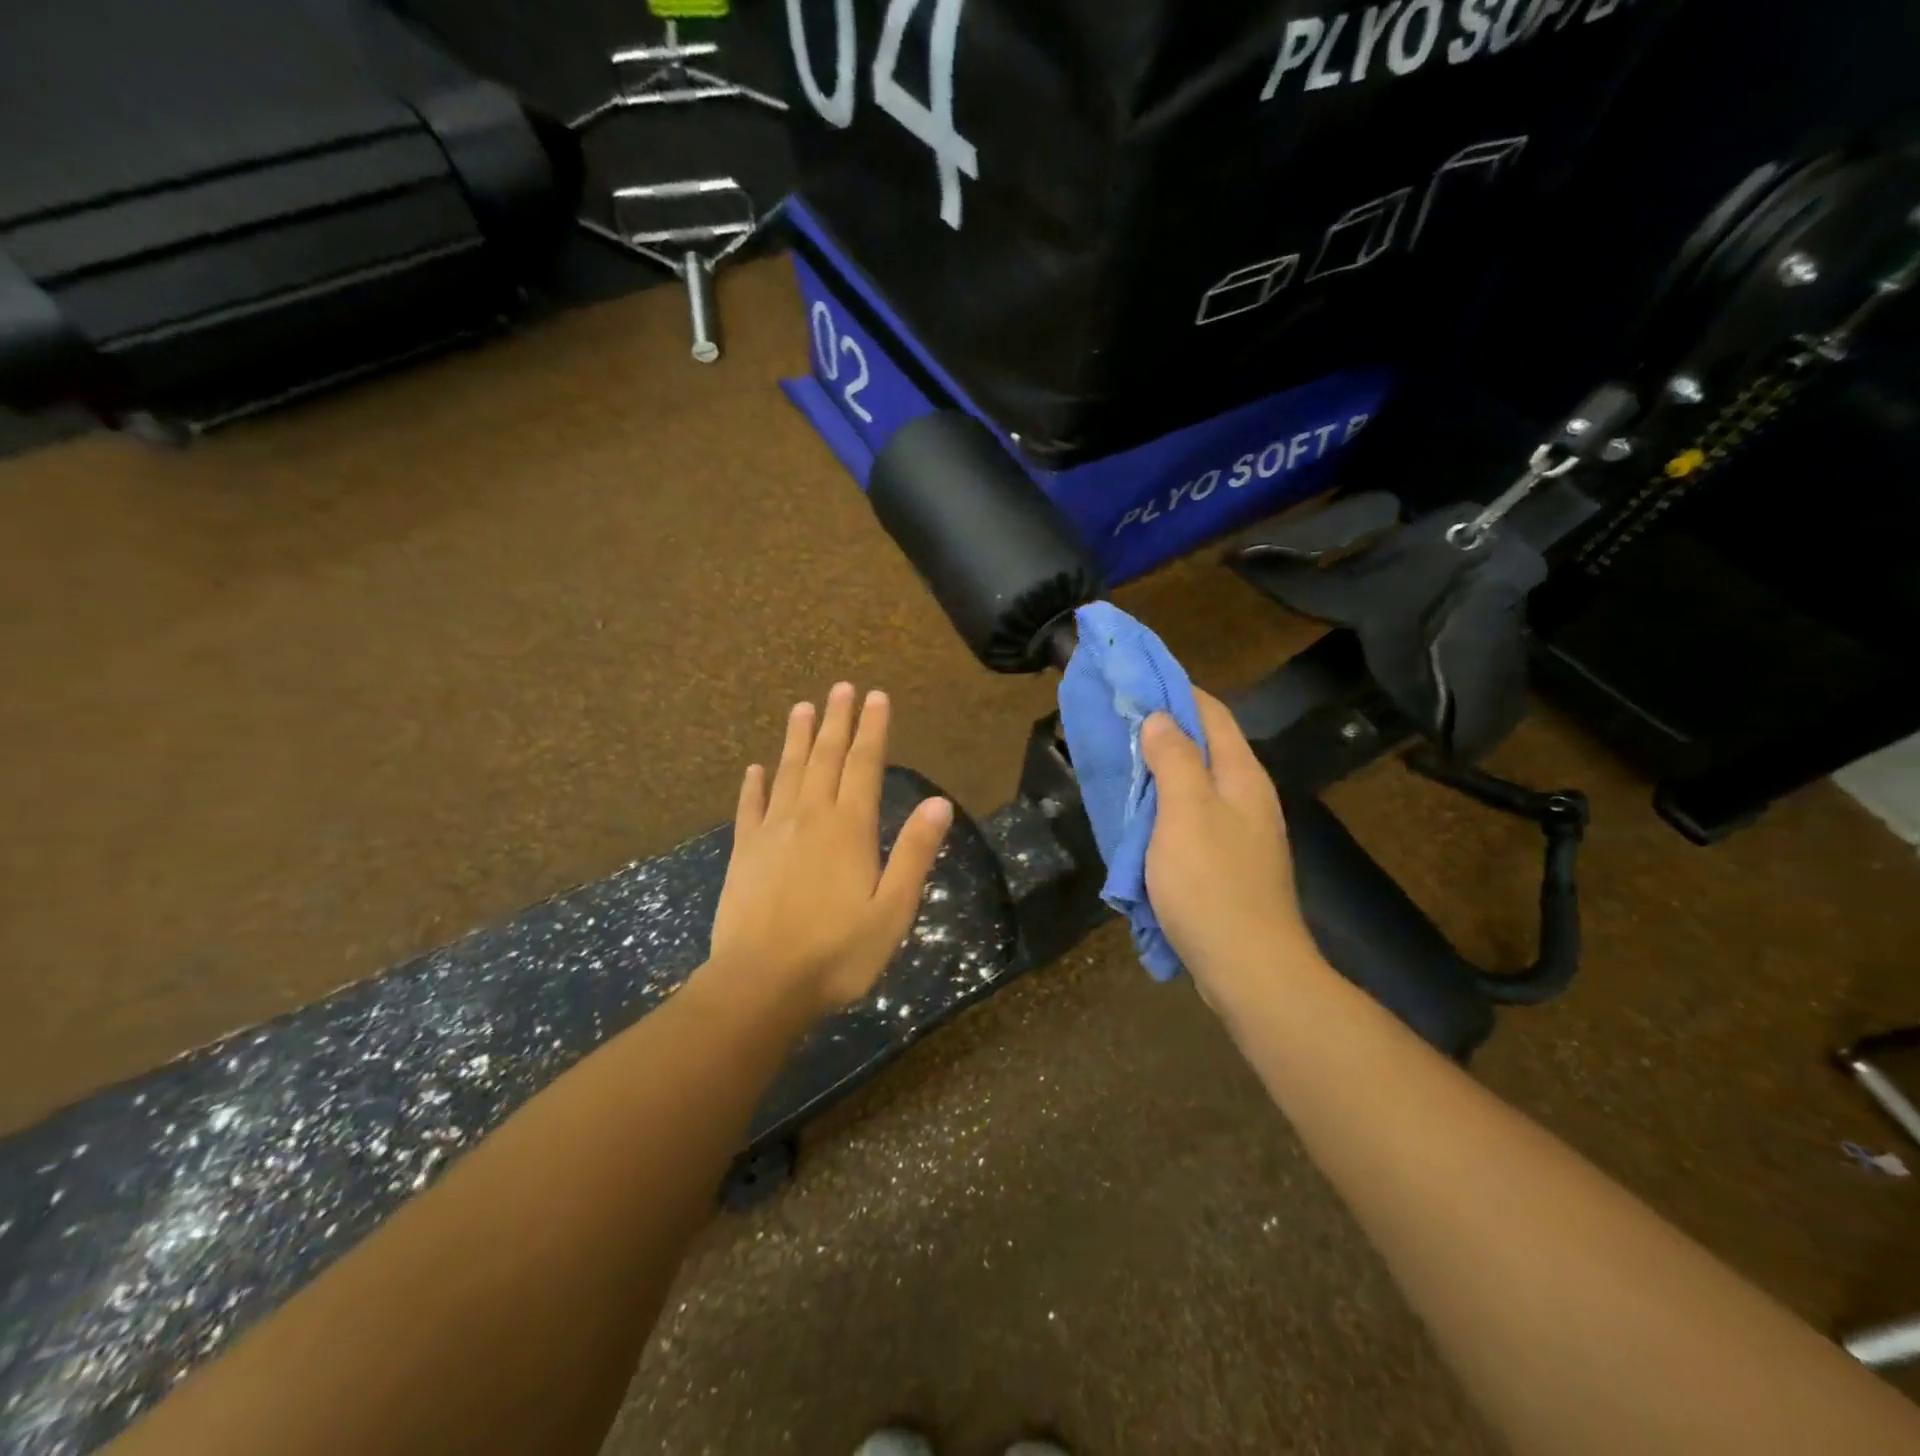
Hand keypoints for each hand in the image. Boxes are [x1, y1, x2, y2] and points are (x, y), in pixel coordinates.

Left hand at [705, 683, 952, 1017]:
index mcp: (849, 828)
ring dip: (797, 738)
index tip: (876, 696)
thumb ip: (914, 853)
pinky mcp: (744, 852)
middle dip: (837, 720)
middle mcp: (810, 817)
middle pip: (825, 757)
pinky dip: (753, 785)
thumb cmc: (838, 952)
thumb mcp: (893, 909)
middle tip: (841, 688)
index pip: (864, 765)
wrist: (761, 984)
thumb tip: (939, 803)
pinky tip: (755, 768)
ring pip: (788, 772)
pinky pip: (750, 808)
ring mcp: (772, 832)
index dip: (872, 729)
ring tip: (803, 708)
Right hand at [1141, 689, 1312, 998]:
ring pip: (1196, 784)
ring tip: (1120, 762)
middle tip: (1116, 721)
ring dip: (1160, 769)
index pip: (1211, 713)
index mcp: (1241, 776)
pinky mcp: (1227, 863)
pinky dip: (1164, 806)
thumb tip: (1159, 718)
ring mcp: (1240, 833)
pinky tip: (1139, 815)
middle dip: (1162, 729)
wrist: (1248, 968)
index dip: (1175, 690)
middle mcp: (1246, 797)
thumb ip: (1174, 760)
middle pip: (1204, 746)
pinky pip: (1191, 818)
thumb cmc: (1212, 884)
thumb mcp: (1186, 813)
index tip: (1135, 678)